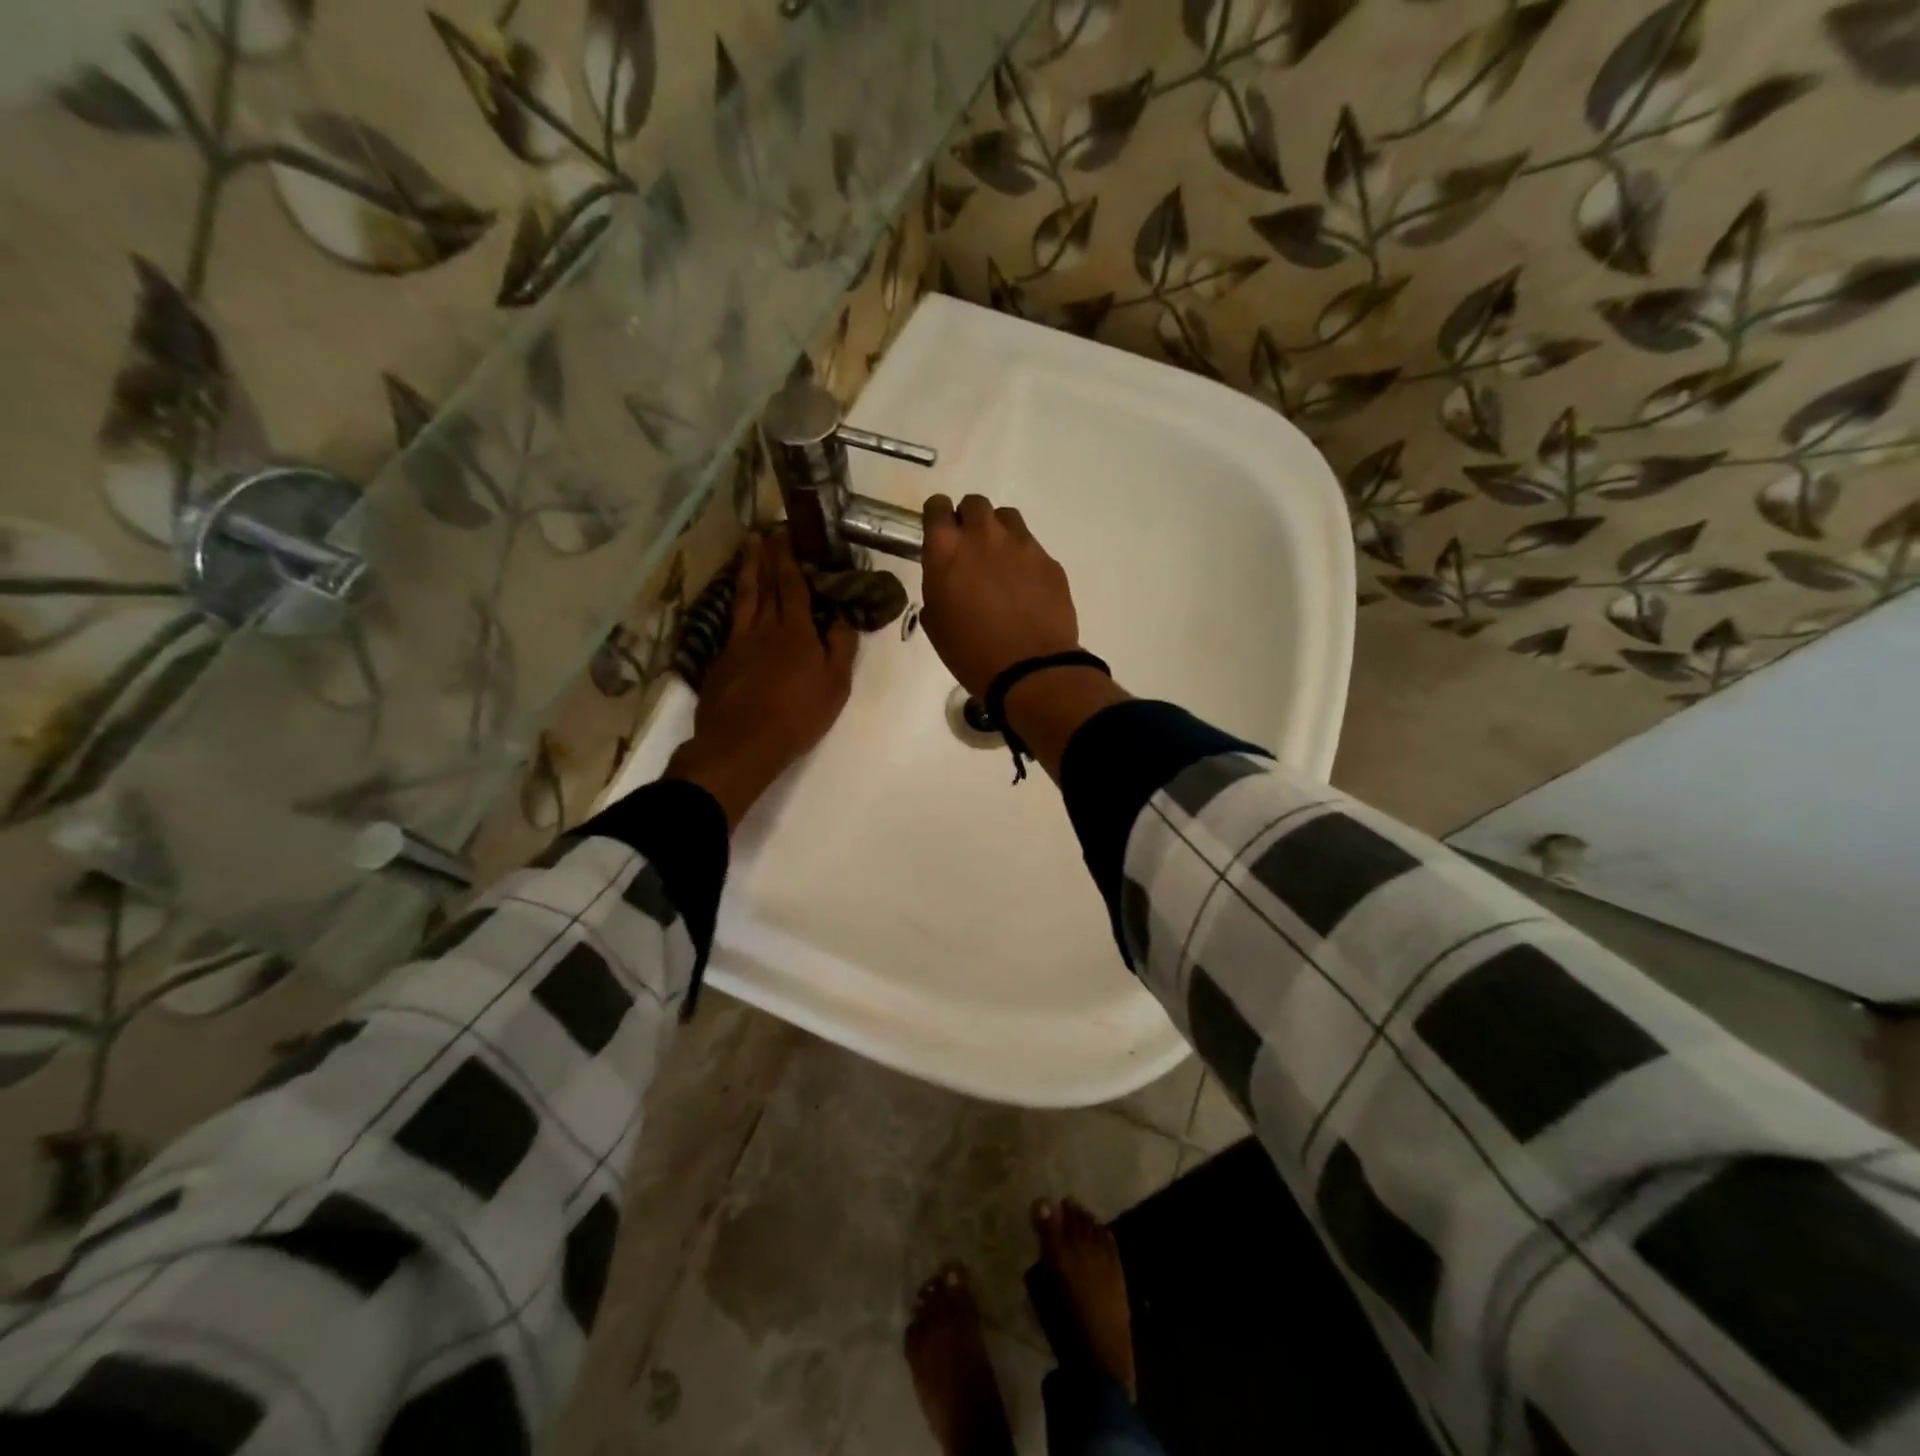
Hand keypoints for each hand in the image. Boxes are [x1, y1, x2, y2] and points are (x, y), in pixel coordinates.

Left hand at [666, 531, 856, 829]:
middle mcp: (764, 628)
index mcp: (795, 631)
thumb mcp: (835, 686)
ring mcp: (738, 642)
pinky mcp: (721, 660)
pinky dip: (736, 604)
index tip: (785, 533)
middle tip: (765, 532)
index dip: (789, 559)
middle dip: (767, 556)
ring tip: (747, 551)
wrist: (741, 743)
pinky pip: (731, 621)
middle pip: (765, 585)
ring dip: (747, 572)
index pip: (792, 586)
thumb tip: (841, 618)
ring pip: (743, 598)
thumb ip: (841, 648)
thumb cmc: (797, 716)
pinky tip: (737, 602)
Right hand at [918, 493, 1079, 698]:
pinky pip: (1032, 547)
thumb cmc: (971, 653)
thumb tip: (947, 578)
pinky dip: (1024, 559)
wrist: (1030, 669)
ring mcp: (1022, 544)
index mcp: (946, 550)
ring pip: (1007, 518)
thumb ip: (937, 586)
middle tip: (971, 548)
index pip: (936, 507)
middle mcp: (983, 536)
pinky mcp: (1049, 561)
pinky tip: (1025, 587)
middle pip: (975, 504)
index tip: (940, 532)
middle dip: (969, 519)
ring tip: (1000, 562)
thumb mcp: (936, 623)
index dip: (937, 516)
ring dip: (999, 532)